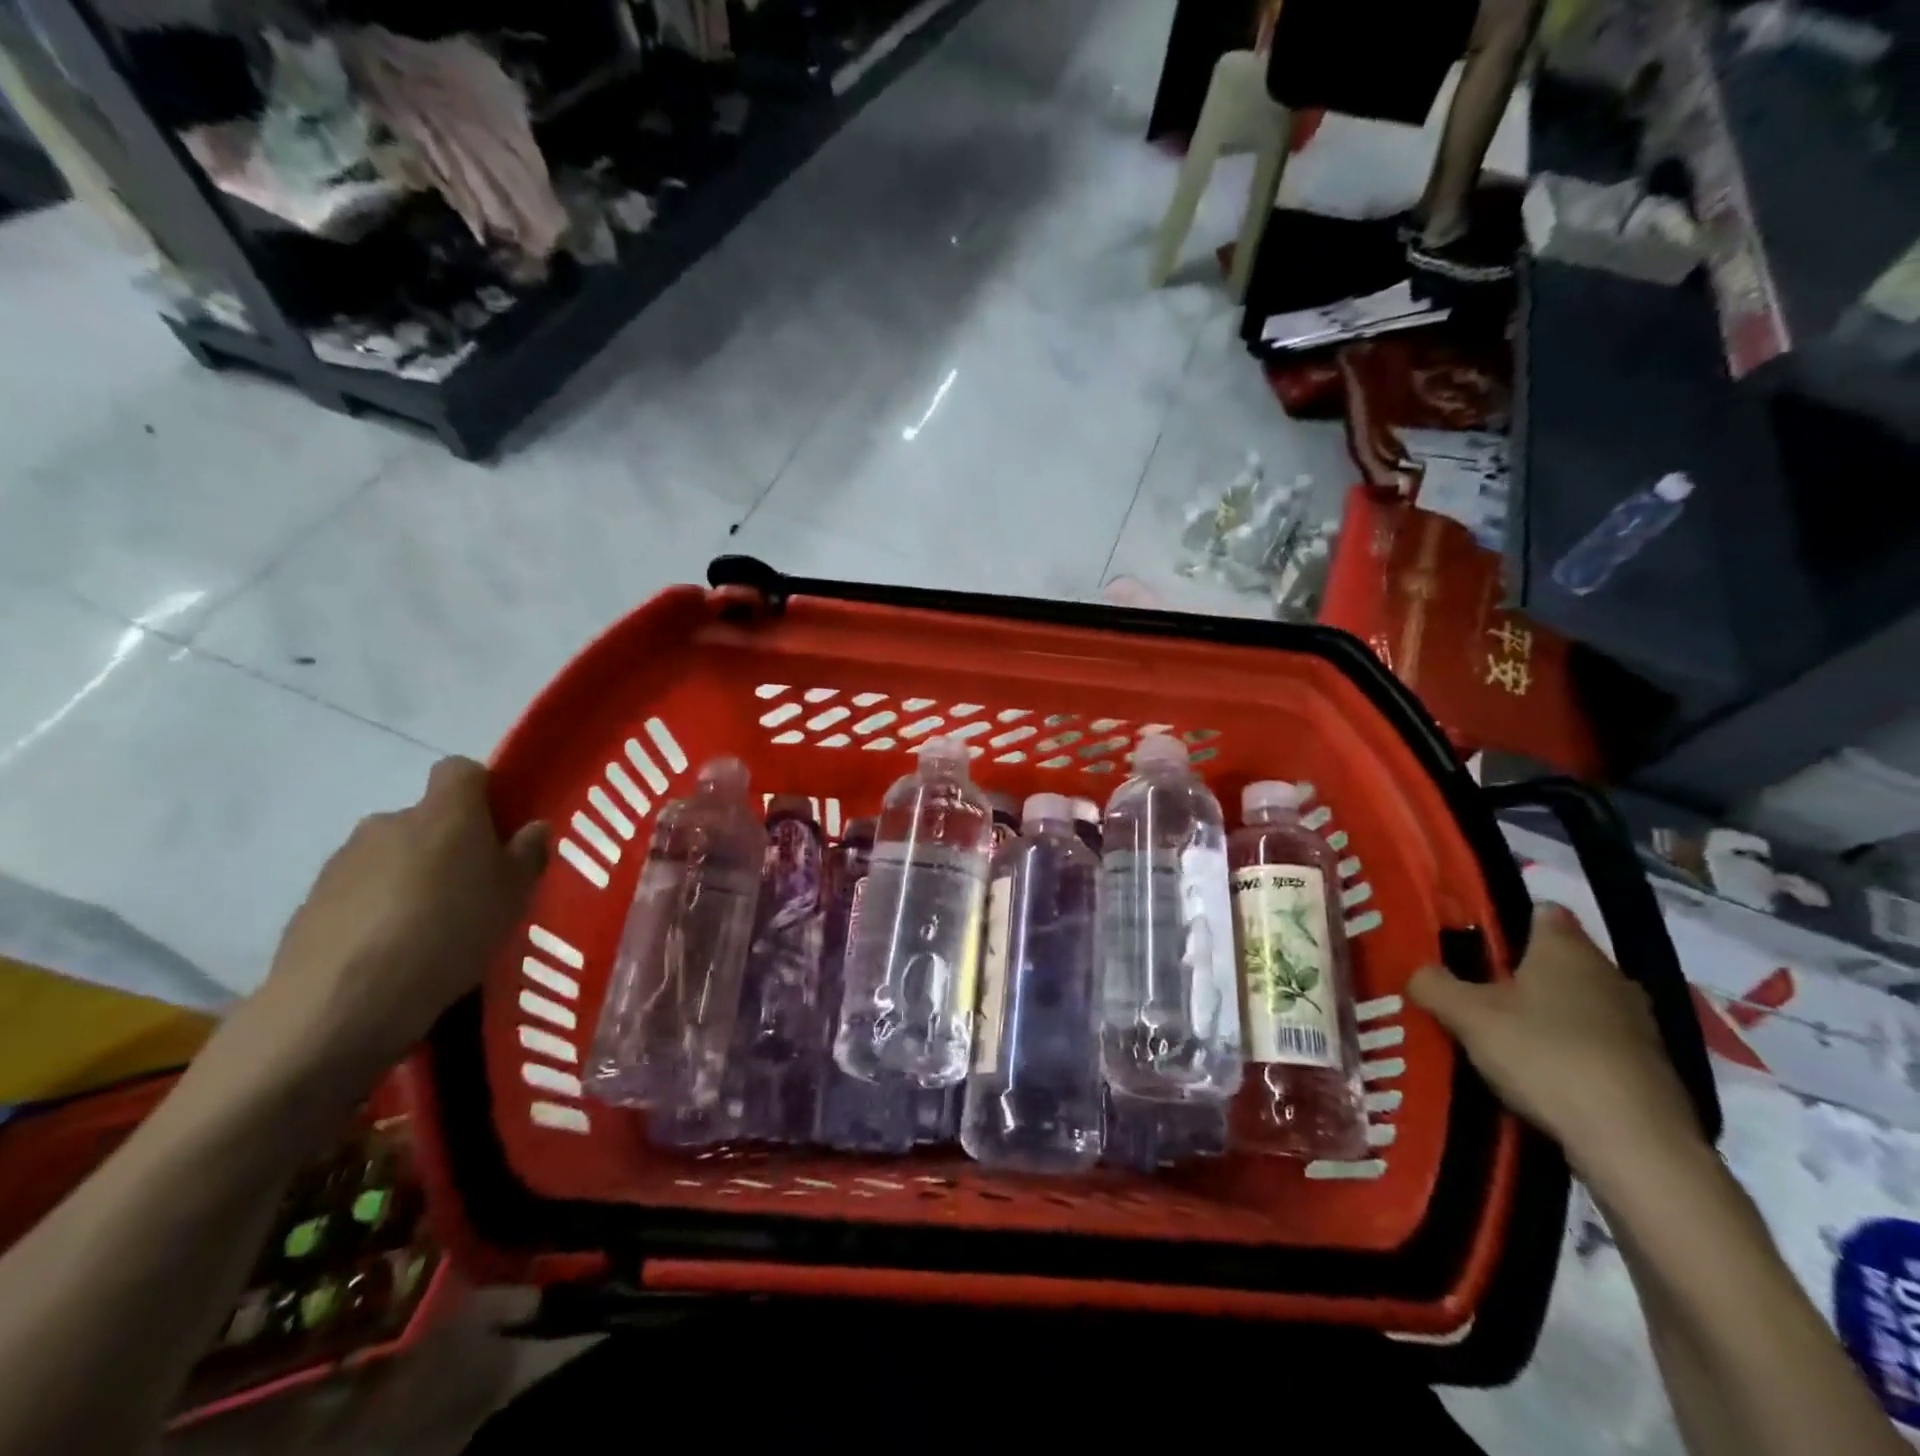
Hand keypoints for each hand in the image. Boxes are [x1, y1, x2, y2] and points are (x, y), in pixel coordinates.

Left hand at [248, 758, 547, 1084]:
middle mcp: (391, 821)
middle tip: (472, 891)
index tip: (498, 829)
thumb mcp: (514, 897)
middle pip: (426, 818)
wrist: (343, 1001)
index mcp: (445, 811)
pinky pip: (360, 892)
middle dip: (447, 844)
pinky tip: (392, 953)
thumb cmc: (452, 932)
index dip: (481, 791)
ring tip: (430, 930)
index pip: (461, 770)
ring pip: (392, 856)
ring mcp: (344, 860)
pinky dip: (378, 910)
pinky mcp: (311, 901)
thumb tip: (532, 828)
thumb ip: (527, 855)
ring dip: (411, 878)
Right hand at [1407, 903, 1702, 1178]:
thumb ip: (1434, 985)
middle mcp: (1609, 974)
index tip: (1473, 942)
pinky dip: (1569, 1051)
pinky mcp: (1650, 1068)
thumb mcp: (1467, 1016)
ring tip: (1501, 1037)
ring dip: (1546, 1014)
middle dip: (1519, 972)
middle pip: (1557, 960)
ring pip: (1577, 1003)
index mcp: (1566, 948)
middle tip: (1474, 991)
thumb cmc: (1544, 1055)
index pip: (1541, 912)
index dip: (1507, 920)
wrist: (1634, 1143)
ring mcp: (1637, 1023)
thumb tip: (1419, 972)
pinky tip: (1540, 1075)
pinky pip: (1596, 1043)